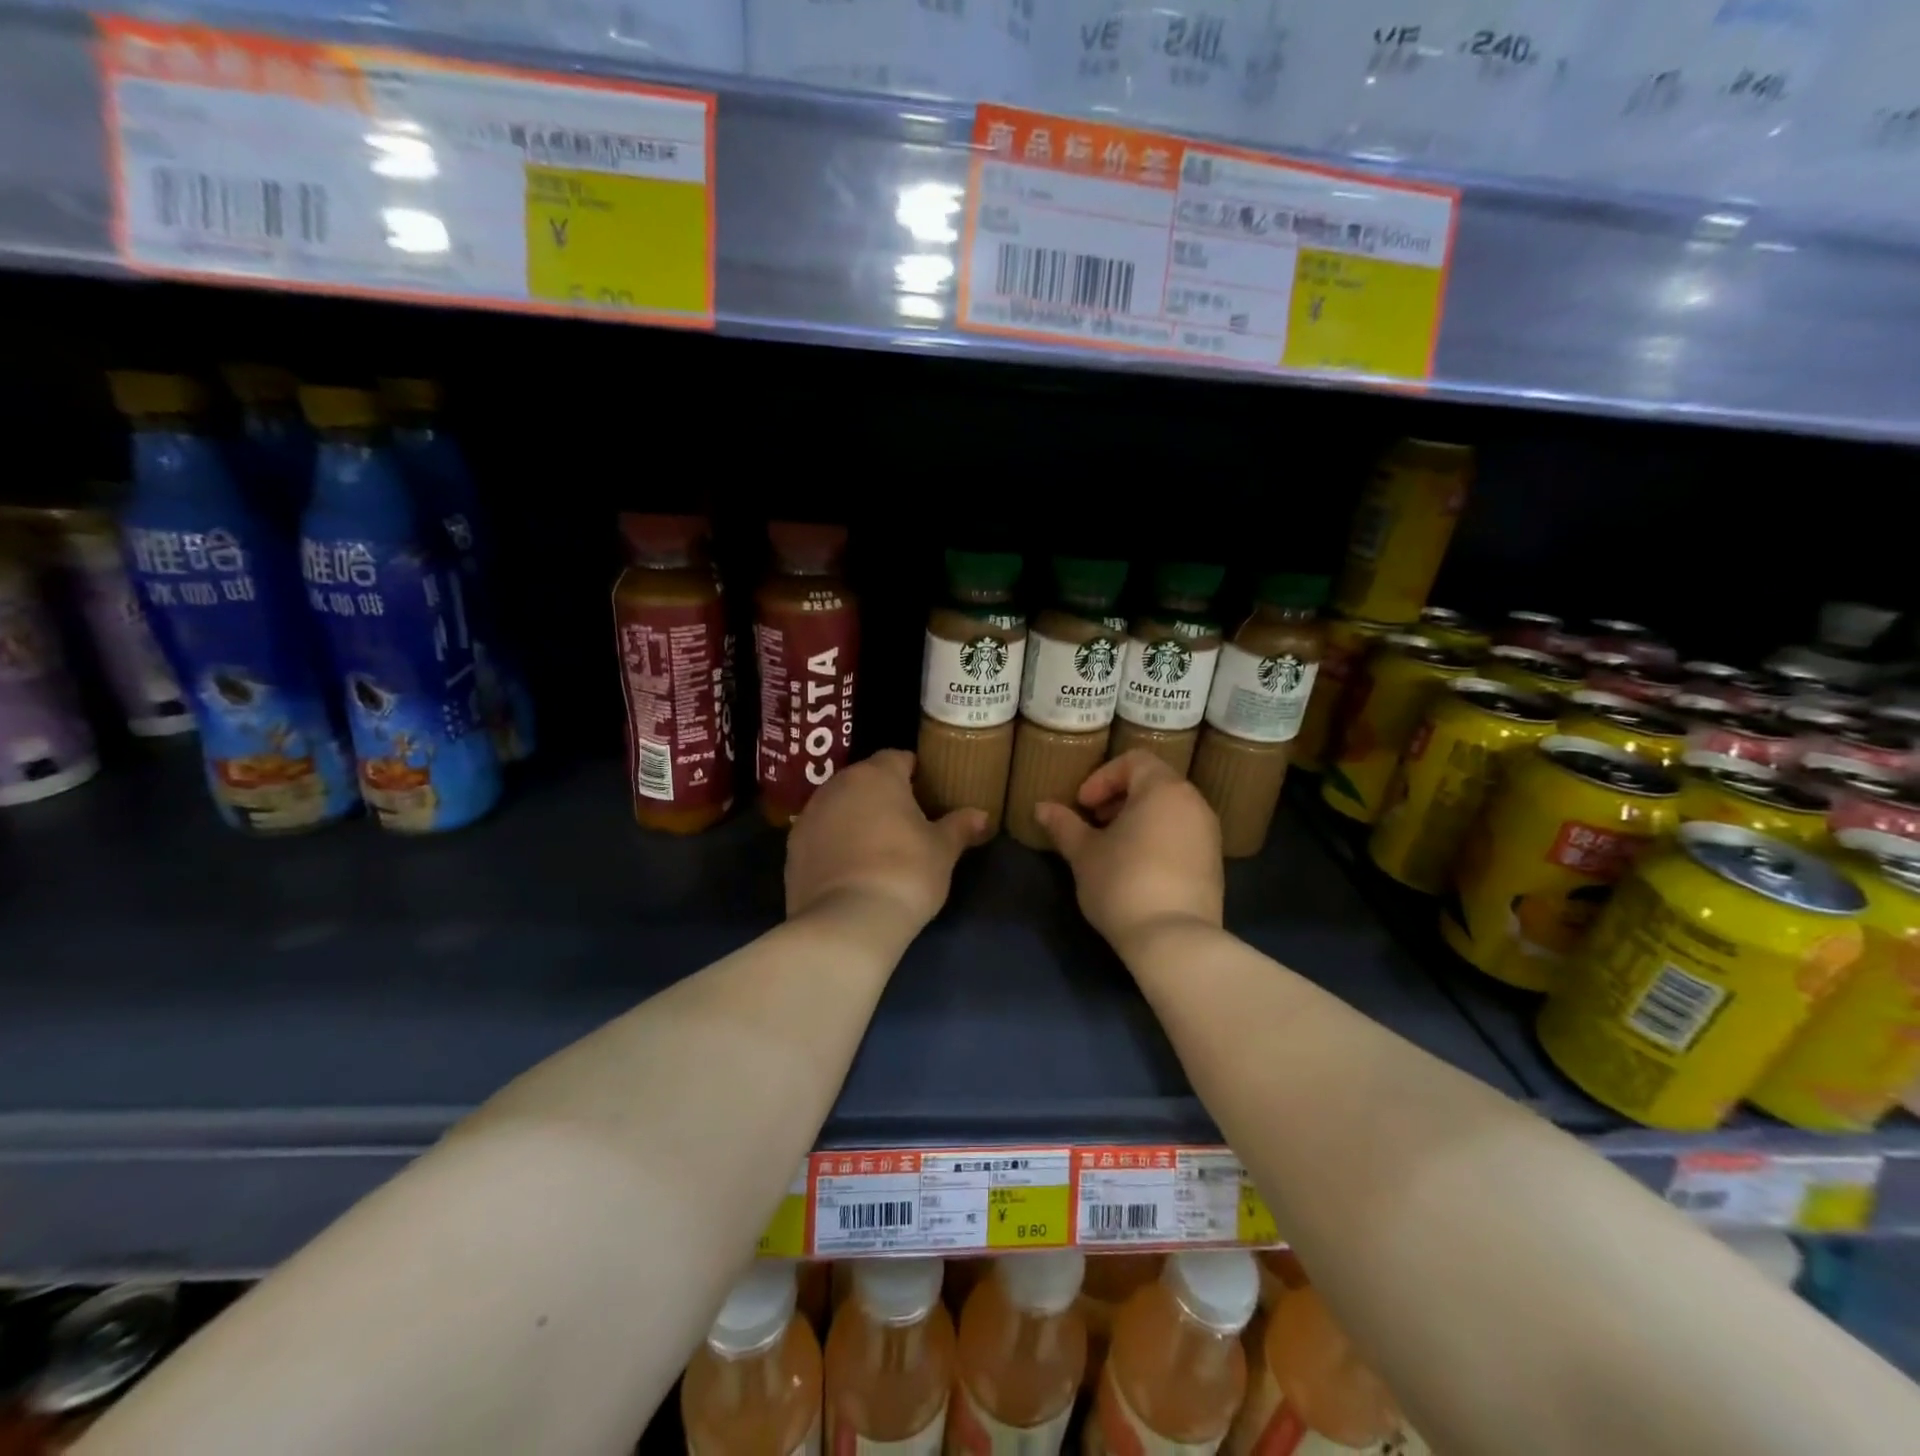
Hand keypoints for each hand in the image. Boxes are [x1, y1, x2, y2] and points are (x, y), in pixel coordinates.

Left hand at [786, 750, 990, 935]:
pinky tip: (851, 867)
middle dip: (883, 794)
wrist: (847, 922)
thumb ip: (959, 826)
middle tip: (906, 821)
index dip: (915, 773)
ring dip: (856, 816)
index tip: (928, 793)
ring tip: (877, 846)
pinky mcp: (792, 847)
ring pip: (839, 805)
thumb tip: (981, 815)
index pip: (898, 758)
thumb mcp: (943, 851)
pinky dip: (835, 842)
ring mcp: (810, 815)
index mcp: (876, 775)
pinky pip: (821, 834)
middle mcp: (838, 785)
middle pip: (865, 779)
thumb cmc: (905, 873)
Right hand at [1034, 751, 1223, 949]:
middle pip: (1153, 783)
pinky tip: (1136, 869)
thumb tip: (1041, 807)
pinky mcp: (1214, 863)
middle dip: (1118, 798)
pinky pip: (1182, 835)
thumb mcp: (1084, 853)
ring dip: (1138, 819)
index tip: (1083, 805)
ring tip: (1112, 848)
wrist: (1174, 939)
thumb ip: (1064, 825)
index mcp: (1163, 789)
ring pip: (1169, 810)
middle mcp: (1193, 803)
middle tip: (1094, 823)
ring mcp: (1209, 834)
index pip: (1134, 760)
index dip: (1102, 777)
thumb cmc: (1123, 883)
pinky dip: (1158, 838)